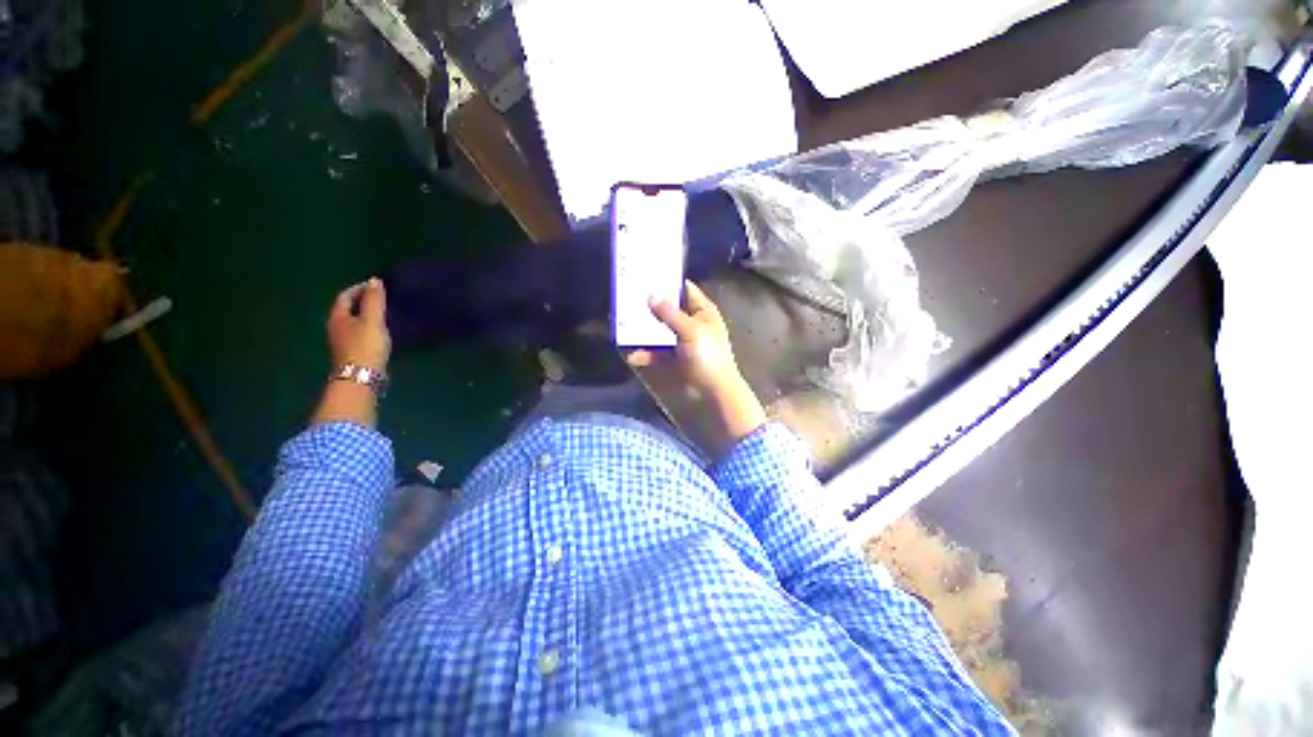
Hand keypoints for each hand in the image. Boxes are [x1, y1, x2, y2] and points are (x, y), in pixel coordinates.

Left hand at [313, 278, 389, 427]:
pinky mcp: (352, 353)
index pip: (345, 296)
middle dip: (363, 301)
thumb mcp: (373, 320)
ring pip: (353, 322)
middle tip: (382, 299)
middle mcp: (336, 327)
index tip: (377, 286)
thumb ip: (374, 300)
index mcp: (338, 316)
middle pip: (347, 309)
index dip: (359, 288)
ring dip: (366, 316)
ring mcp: (342, 341)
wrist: (361, 377)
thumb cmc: (366, 345)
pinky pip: (359, 333)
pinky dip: (369, 328)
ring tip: (384, 314)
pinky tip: (382, 332)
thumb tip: (374, 280)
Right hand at [627, 281, 742, 395]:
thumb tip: (651, 295)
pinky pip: (652, 352)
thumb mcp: (691, 330)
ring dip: (641, 331)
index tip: (645, 275)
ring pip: (655, 331)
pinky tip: (632, 355)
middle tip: (626, 298)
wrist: (713, 394)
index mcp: (702, 312)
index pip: (683, 289)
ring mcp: (678, 343)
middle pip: (665, 310)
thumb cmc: (708, 357)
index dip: (666, 282)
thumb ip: (670, 313)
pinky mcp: (669, 360)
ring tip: (621, 325)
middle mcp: (689, 324)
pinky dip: (643, 353)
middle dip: (648, 306)